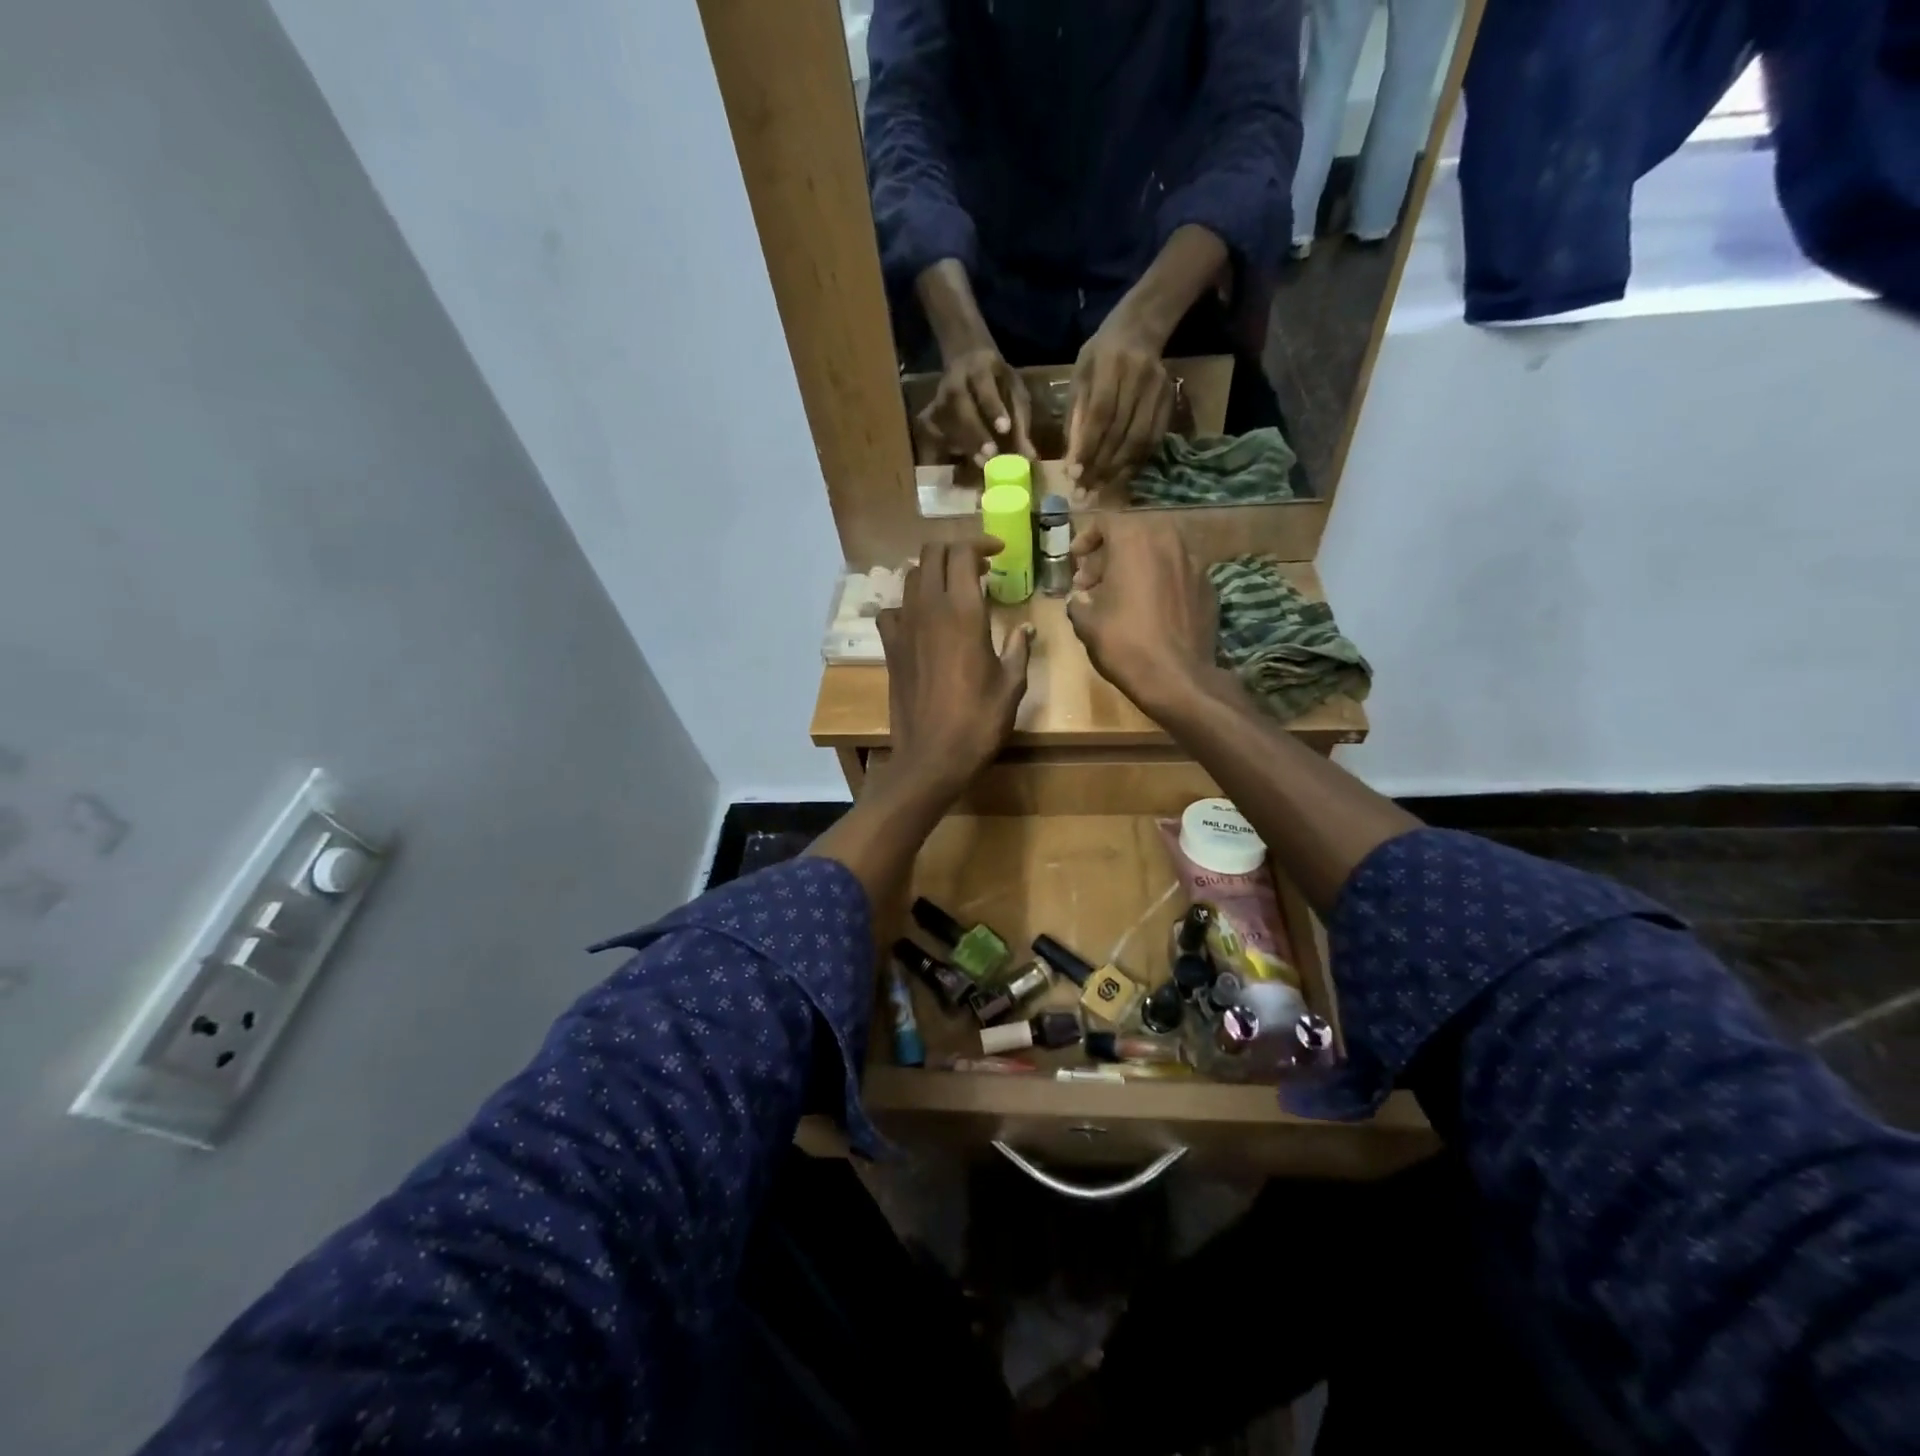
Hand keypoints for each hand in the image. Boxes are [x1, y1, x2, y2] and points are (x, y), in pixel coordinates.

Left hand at [877, 539, 1033, 796]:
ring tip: (953, 589)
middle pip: (932, 554)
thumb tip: (1025, 629)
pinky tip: (921, 621)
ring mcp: (904, 626)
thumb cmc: (979, 722)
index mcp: (964, 612)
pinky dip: (907, 605)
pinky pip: (892, 610)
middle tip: (978, 567)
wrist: (932, 756)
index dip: (980, 543)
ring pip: (911, 577)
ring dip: (932, 573)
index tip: (998, 553)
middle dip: (955, 551)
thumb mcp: (1011, 685)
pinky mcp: (890, 647)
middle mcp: (929, 609)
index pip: (962, 552)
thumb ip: (1018, 649)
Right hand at [919, 348, 1035, 467]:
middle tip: (989, 456)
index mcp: (980, 367)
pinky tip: (960, 461)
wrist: (965, 357)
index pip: (984, 385)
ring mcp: (939, 396)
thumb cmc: (996, 380)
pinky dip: (946, 447)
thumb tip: (1030, 457)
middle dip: (974, 432)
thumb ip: (1020, 421)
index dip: (993, 407)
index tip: (1004, 429)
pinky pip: (935, 431)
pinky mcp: (931, 413)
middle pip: (959, 404)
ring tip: (979, 464)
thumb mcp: (1013, 390)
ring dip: (962, 444)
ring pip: (945, 420)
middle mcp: (955, 380)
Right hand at [1065, 514, 1217, 716]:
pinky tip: (1151, 610)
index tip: (1076, 560)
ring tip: (1122, 596)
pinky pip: (1177, 574)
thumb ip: (1079, 601)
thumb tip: (1080, 597)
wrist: (1178, 677)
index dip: (1086, 539)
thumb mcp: (1087, 624)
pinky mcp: (1209, 586)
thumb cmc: (1125, 644)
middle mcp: (1168, 541)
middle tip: (1094, 582)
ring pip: (1159, 553)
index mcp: (1135, 541)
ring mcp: (1194, 563)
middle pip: (1134, 535)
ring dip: (1137, 567)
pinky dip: (1160, 583)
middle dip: (1111, 554)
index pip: (1106, 522)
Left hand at [1066, 316, 1173, 489]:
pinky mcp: (1170, 400)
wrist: (1141, 326)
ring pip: (1139, 440)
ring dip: (1118, 469)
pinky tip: (1121, 474)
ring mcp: (1159, 389)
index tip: (1074, 474)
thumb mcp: (1080, 375)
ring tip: (1100, 487)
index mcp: (1112, 365)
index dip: (1088, 447)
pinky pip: (1154, 439)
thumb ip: (1076, 415)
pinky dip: (1136, 462)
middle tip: (1084, 490)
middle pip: (1120, 432)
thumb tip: (1071, 460)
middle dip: (1100, 466)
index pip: (1100, 414)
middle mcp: (1139, 377)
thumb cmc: (1101, 353)